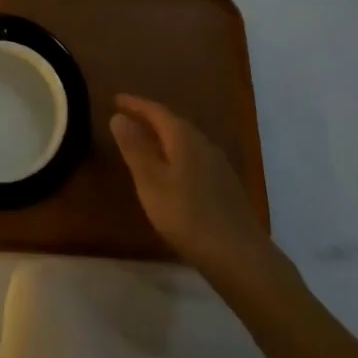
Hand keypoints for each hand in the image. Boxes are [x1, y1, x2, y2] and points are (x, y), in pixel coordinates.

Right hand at [110, 93, 280, 279]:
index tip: (116, 99)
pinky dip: (177, 156)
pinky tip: (173, 173)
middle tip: (128, 118)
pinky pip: (195, 159)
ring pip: (186, 142)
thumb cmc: (188, 216)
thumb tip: (118, 117)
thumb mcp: (151, 182)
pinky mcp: (226, 187)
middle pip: (173, 123)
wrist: (241, 258)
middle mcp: (204, 144)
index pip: (155, 111)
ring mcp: (219, 166)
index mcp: (184, 137)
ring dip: (164, 138)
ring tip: (146, 144)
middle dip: (150, 119)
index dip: (135, 104)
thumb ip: (135, 148)